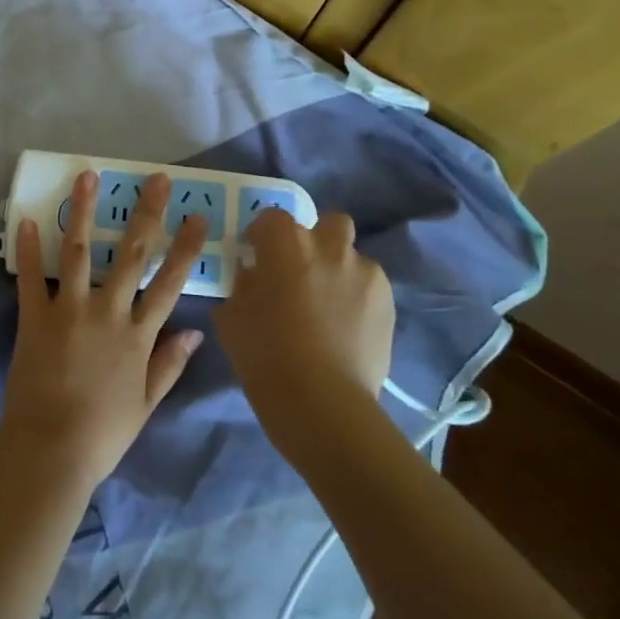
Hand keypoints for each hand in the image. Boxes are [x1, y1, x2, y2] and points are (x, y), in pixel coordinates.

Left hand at [0, 171, 209, 490]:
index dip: (185, 248)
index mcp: (138, 335)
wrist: (50, 451)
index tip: (197, 217)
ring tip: (86, 177)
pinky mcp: (35, 318)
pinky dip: (28, 248)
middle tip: (156, 179)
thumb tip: (196, 333)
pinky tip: (28, 218)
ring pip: (78, 251)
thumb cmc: (102, 433)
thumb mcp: (146, 404)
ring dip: (82, 212)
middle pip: (131, 254)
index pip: (169, 283)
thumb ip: (169, 365)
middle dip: (146, 213)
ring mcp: (69, 311)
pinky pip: (31, 278)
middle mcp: (108, 312)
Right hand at [214, 209, 395, 452]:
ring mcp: (364, 272)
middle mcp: (328, 246)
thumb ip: (242, 284)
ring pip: (352, 254)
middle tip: (301, 271)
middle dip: (316, 239)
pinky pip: (370, 286)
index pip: (271, 217)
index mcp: (285, 243)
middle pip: (327, 222)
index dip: (263, 236)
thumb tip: (253, 274)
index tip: (257, 256)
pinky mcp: (388, 301)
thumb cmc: (264, 354)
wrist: (321, 401)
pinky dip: (358, 297)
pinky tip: (347, 326)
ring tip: (329, 303)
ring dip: (339, 268)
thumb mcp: (231, 315)